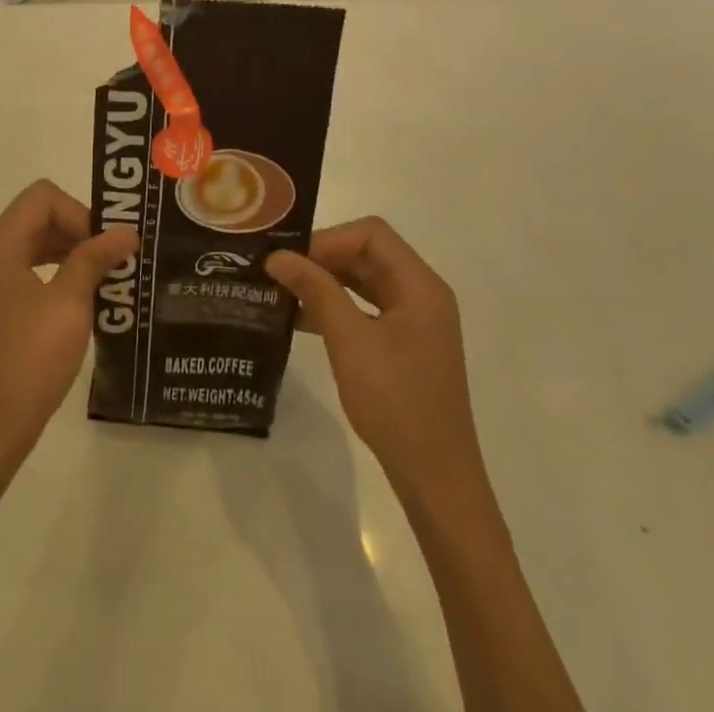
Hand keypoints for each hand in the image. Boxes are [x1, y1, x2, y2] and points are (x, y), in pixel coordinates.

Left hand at [0, 180, 137, 478]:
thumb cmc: (28, 360)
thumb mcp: (69, 304)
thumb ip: (95, 259)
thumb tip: (126, 231)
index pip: (42, 197)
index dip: (79, 212)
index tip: (105, 246)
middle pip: (36, 217)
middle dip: (78, 230)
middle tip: (113, 258)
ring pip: (32, 243)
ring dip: (69, 252)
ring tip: (104, 277)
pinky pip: (26, 270)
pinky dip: (55, 273)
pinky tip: (82, 299)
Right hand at [265, 218, 484, 504]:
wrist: (436, 479)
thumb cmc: (396, 403)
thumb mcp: (349, 341)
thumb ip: (315, 290)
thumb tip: (277, 255)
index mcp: (420, 285)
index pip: (371, 234)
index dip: (328, 239)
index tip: (291, 259)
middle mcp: (422, 294)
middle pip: (368, 254)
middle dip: (323, 258)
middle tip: (279, 271)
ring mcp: (415, 321)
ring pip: (364, 281)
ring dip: (326, 282)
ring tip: (283, 291)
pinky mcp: (405, 345)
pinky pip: (366, 308)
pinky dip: (336, 306)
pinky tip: (302, 319)